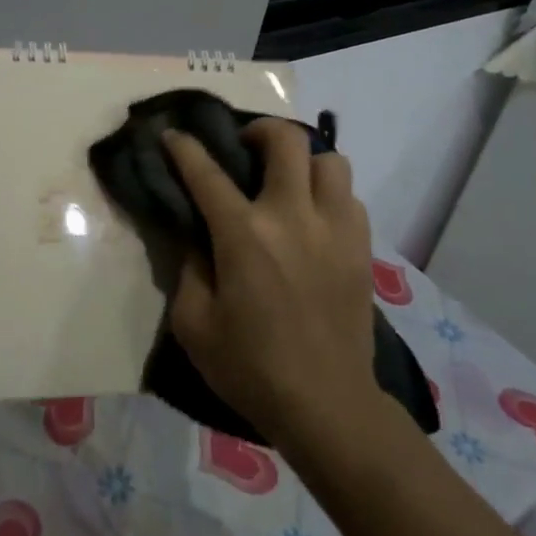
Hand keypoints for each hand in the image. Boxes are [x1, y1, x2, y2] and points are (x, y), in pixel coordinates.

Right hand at [162, 119, 376, 448]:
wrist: (327, 405)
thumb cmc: (250, 367)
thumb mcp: (194, 323)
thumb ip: (188, 266)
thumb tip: (192, 232)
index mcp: (244, 235)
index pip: (207, 173)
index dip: (185, 147)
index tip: (173, 134)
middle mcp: (293, 217)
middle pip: (286, 141)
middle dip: (259, 131)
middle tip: (244, 148)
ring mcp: (335, 229)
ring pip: (330, 160)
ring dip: (303, 160)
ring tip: (286, 180)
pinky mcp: (362, 248)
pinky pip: (349, 196)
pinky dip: (328, 192)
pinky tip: (312, 216)